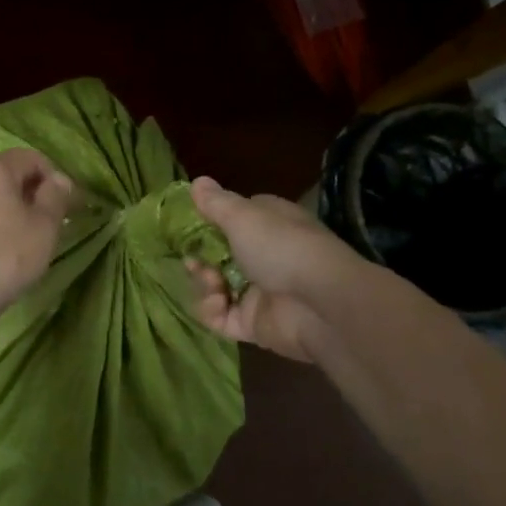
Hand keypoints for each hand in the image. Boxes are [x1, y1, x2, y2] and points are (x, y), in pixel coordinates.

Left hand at [0, 149, 72, 324]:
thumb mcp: (44, 227)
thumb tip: (58, 179)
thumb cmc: (4, 255)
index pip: (29, 157)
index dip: (52, 176)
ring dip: (9, 217)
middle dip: (30, 197)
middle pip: (6, 178)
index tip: (66, 205)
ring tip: (23, 247)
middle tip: (48, 227)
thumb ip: (55, 198)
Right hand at [184, 176, 360, 366]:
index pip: (233, 219)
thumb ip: (215, 202)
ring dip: (204, 285)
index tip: (187, 227)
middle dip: (200, 258)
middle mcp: (264, 255)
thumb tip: (197, 181)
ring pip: (216, 287)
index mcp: (267, 224)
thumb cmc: (281, 247)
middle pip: (218, 256)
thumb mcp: (243, 216)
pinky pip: (221, 318)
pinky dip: (212, 311)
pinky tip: (216, 304)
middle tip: (193, 262)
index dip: (208, 222)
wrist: (319, 304)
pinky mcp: (253, 324)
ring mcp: (258, 292)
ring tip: (213, 285)